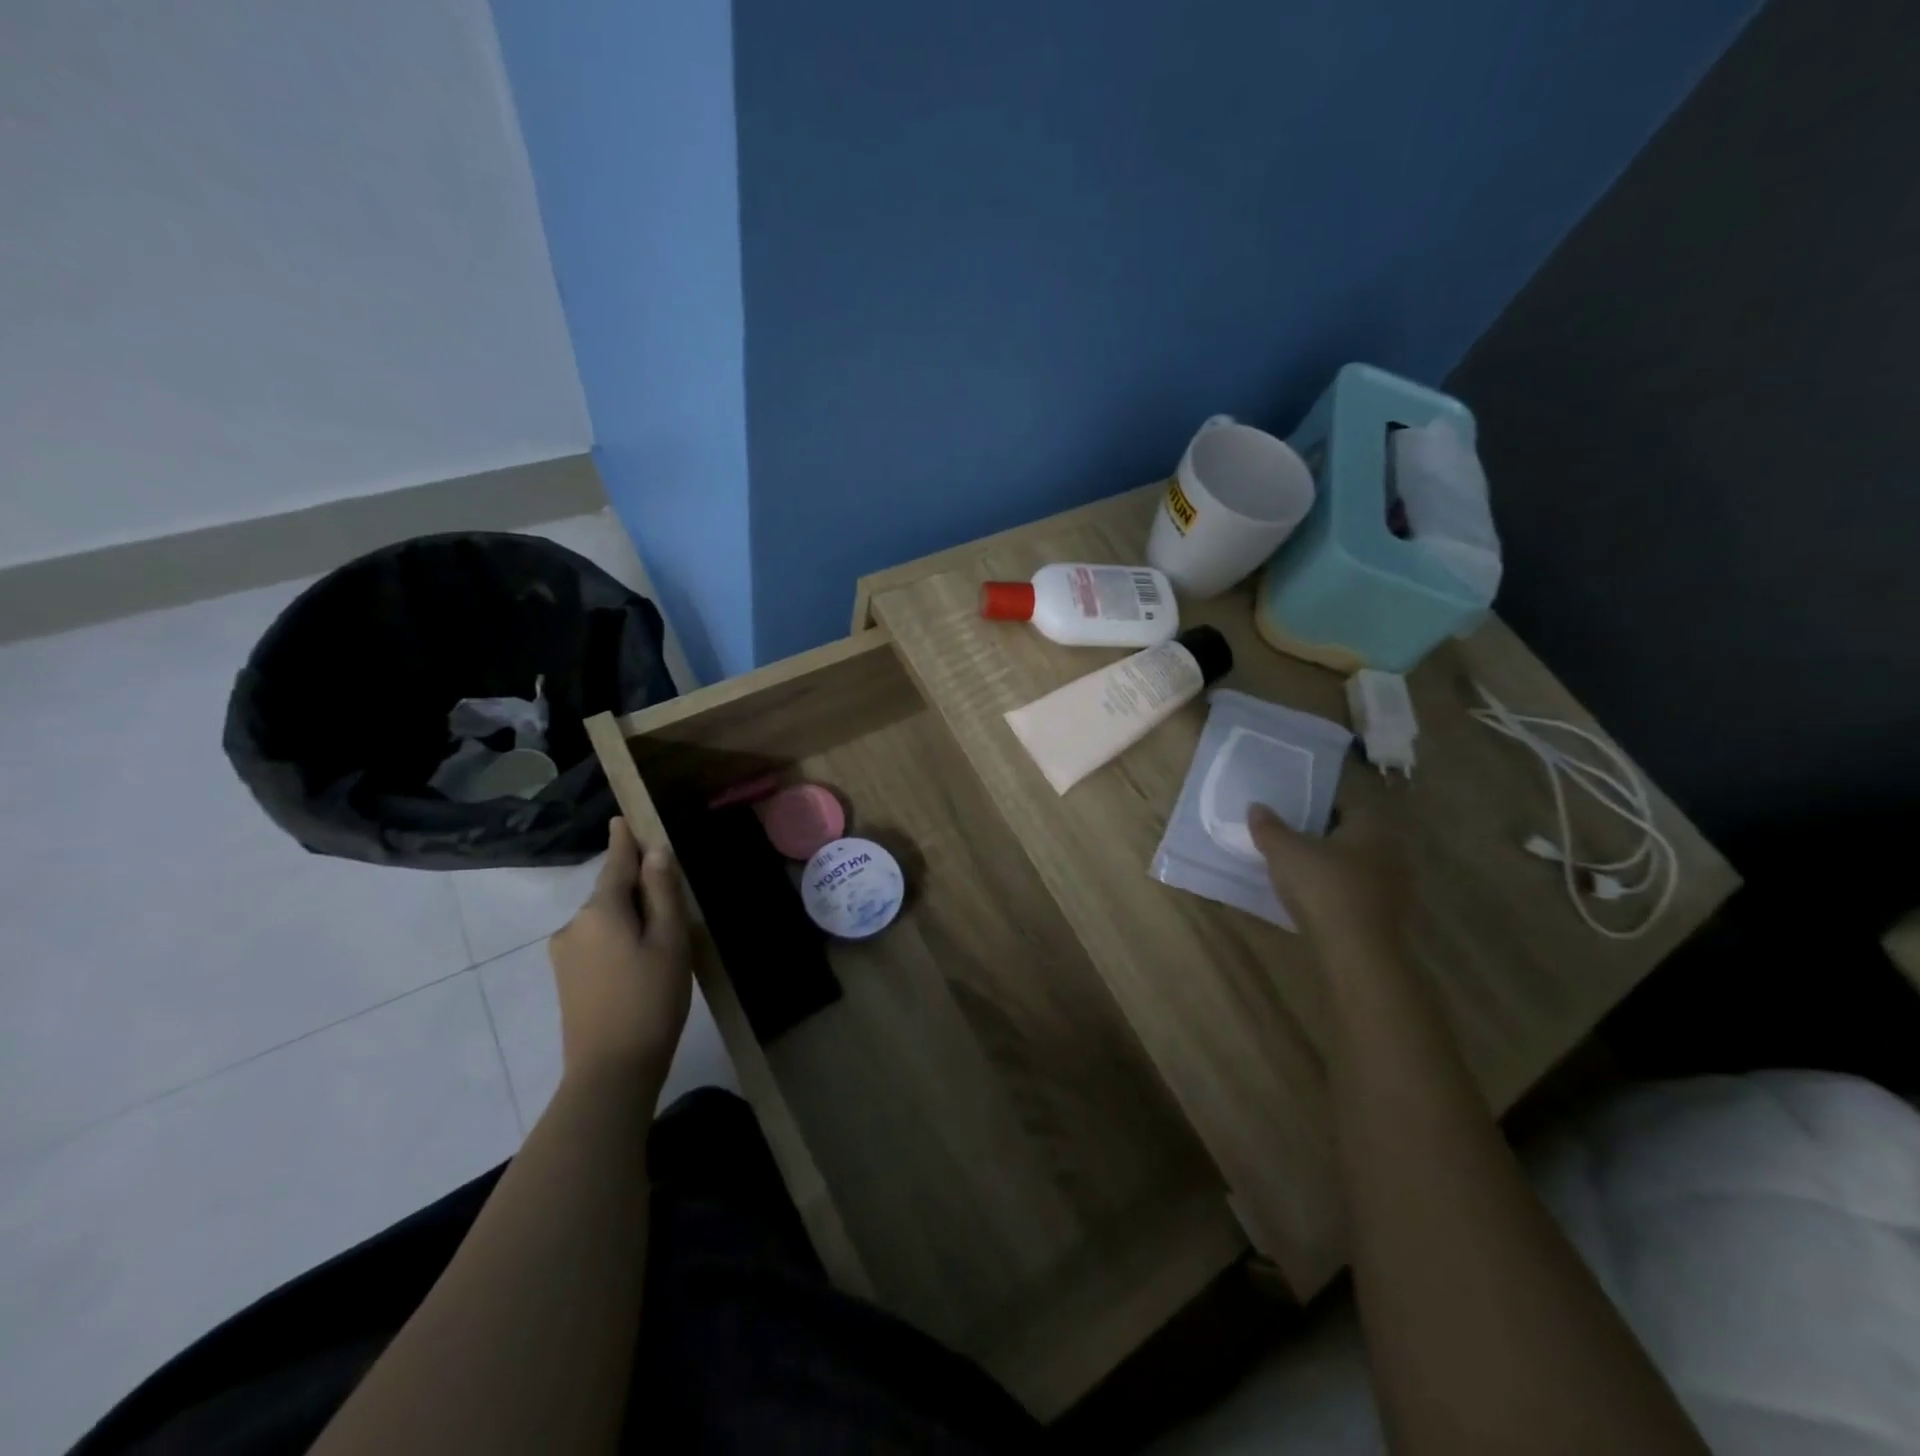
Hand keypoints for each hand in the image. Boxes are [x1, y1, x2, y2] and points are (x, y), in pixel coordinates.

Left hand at [548, 818, 692, 1085]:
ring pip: (605, 919)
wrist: (611, 1071)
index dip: (624, 840)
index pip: (616, 862)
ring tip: (662, 942)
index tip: (622, 818)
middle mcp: (574, 925)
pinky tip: (641, 963)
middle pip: (611, 892)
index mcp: (600, 910)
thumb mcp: (669, 941)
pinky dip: (619, 939)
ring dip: (630, 918)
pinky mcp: (566, 979)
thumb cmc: (651, 999)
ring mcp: (565, 954)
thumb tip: (655, 851)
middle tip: (673, 903)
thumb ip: (661, 893)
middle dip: (637, 888)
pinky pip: (597, 942)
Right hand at [1249, 802, 1409, 951]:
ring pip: (1355, 864)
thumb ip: (1269, 827)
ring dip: (1330, 864)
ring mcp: (1391, 886)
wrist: (1355, 953)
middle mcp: (1389, 851)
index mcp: (1372, 826)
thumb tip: (1256, 806)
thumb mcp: (1284, 852)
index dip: (1319, 803)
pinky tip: (1311, 896)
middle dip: (1323, 834)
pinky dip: (1335, 889)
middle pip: (1352, 834)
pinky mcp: (1384, 915)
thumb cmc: (1323, 888)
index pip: (1347, 803)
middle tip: (1290, 835)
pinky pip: (1355, 890)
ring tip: (1296, 867)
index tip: (1293, 808)